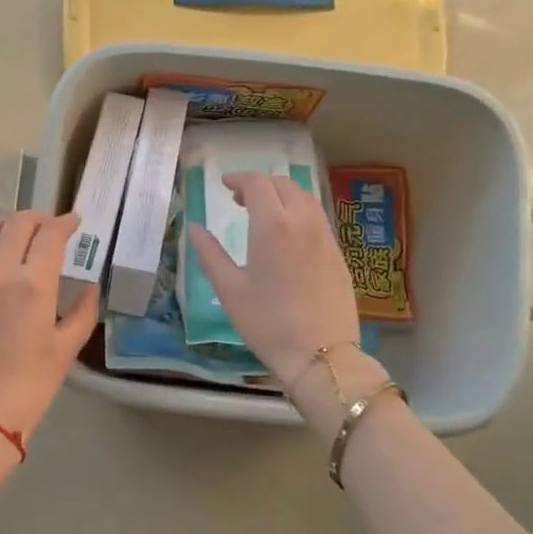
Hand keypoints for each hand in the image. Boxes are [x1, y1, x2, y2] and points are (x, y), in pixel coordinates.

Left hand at [0, 212, 98, 464]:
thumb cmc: (29, 387)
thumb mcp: (66, 349)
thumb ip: (83, 311)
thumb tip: (90, 286)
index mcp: (33, 284)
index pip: (50, 235)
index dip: (65, 223)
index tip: (75, 223)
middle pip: (17, 224)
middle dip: (38, 219)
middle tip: (50, 228)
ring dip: (7, 227)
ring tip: (19, 237)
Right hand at [188, 171, 362, 385]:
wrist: (321, 354)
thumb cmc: (267, 323)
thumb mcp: (229, 290)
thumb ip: (210, 254)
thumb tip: (194, 228)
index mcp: (272, 226)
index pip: (258, 184)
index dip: (240, 179)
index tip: (225, 184)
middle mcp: (303, 222)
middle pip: (285, 185)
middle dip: (261, 184)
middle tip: (240, 199)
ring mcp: (325, 238)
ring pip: (306, 199)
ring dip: (283, 196)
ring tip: (264, 213)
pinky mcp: (338, 255)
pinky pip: (317, 219)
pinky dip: (299, 213)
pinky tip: (287, 236)